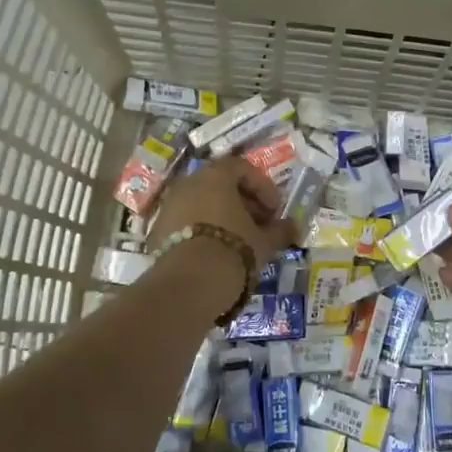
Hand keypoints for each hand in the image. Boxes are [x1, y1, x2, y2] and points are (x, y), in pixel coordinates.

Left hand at [148, 156, 295, 283]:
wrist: (188, 284)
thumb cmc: (233, 250)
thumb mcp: (264, 241)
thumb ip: (280, 230)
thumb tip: (293, 226)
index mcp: (215, 176)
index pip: (243, 168)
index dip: (263, 187)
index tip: (275, 211)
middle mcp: (189, 183)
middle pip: (220, 184)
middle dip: (243, 202)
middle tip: (259, 224)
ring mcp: (169, 205)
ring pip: (201, 202)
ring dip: (222, 216)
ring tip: (239, 240)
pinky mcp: (157, 230)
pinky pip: (186, 221)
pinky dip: (203, 229)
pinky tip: (216, 252)